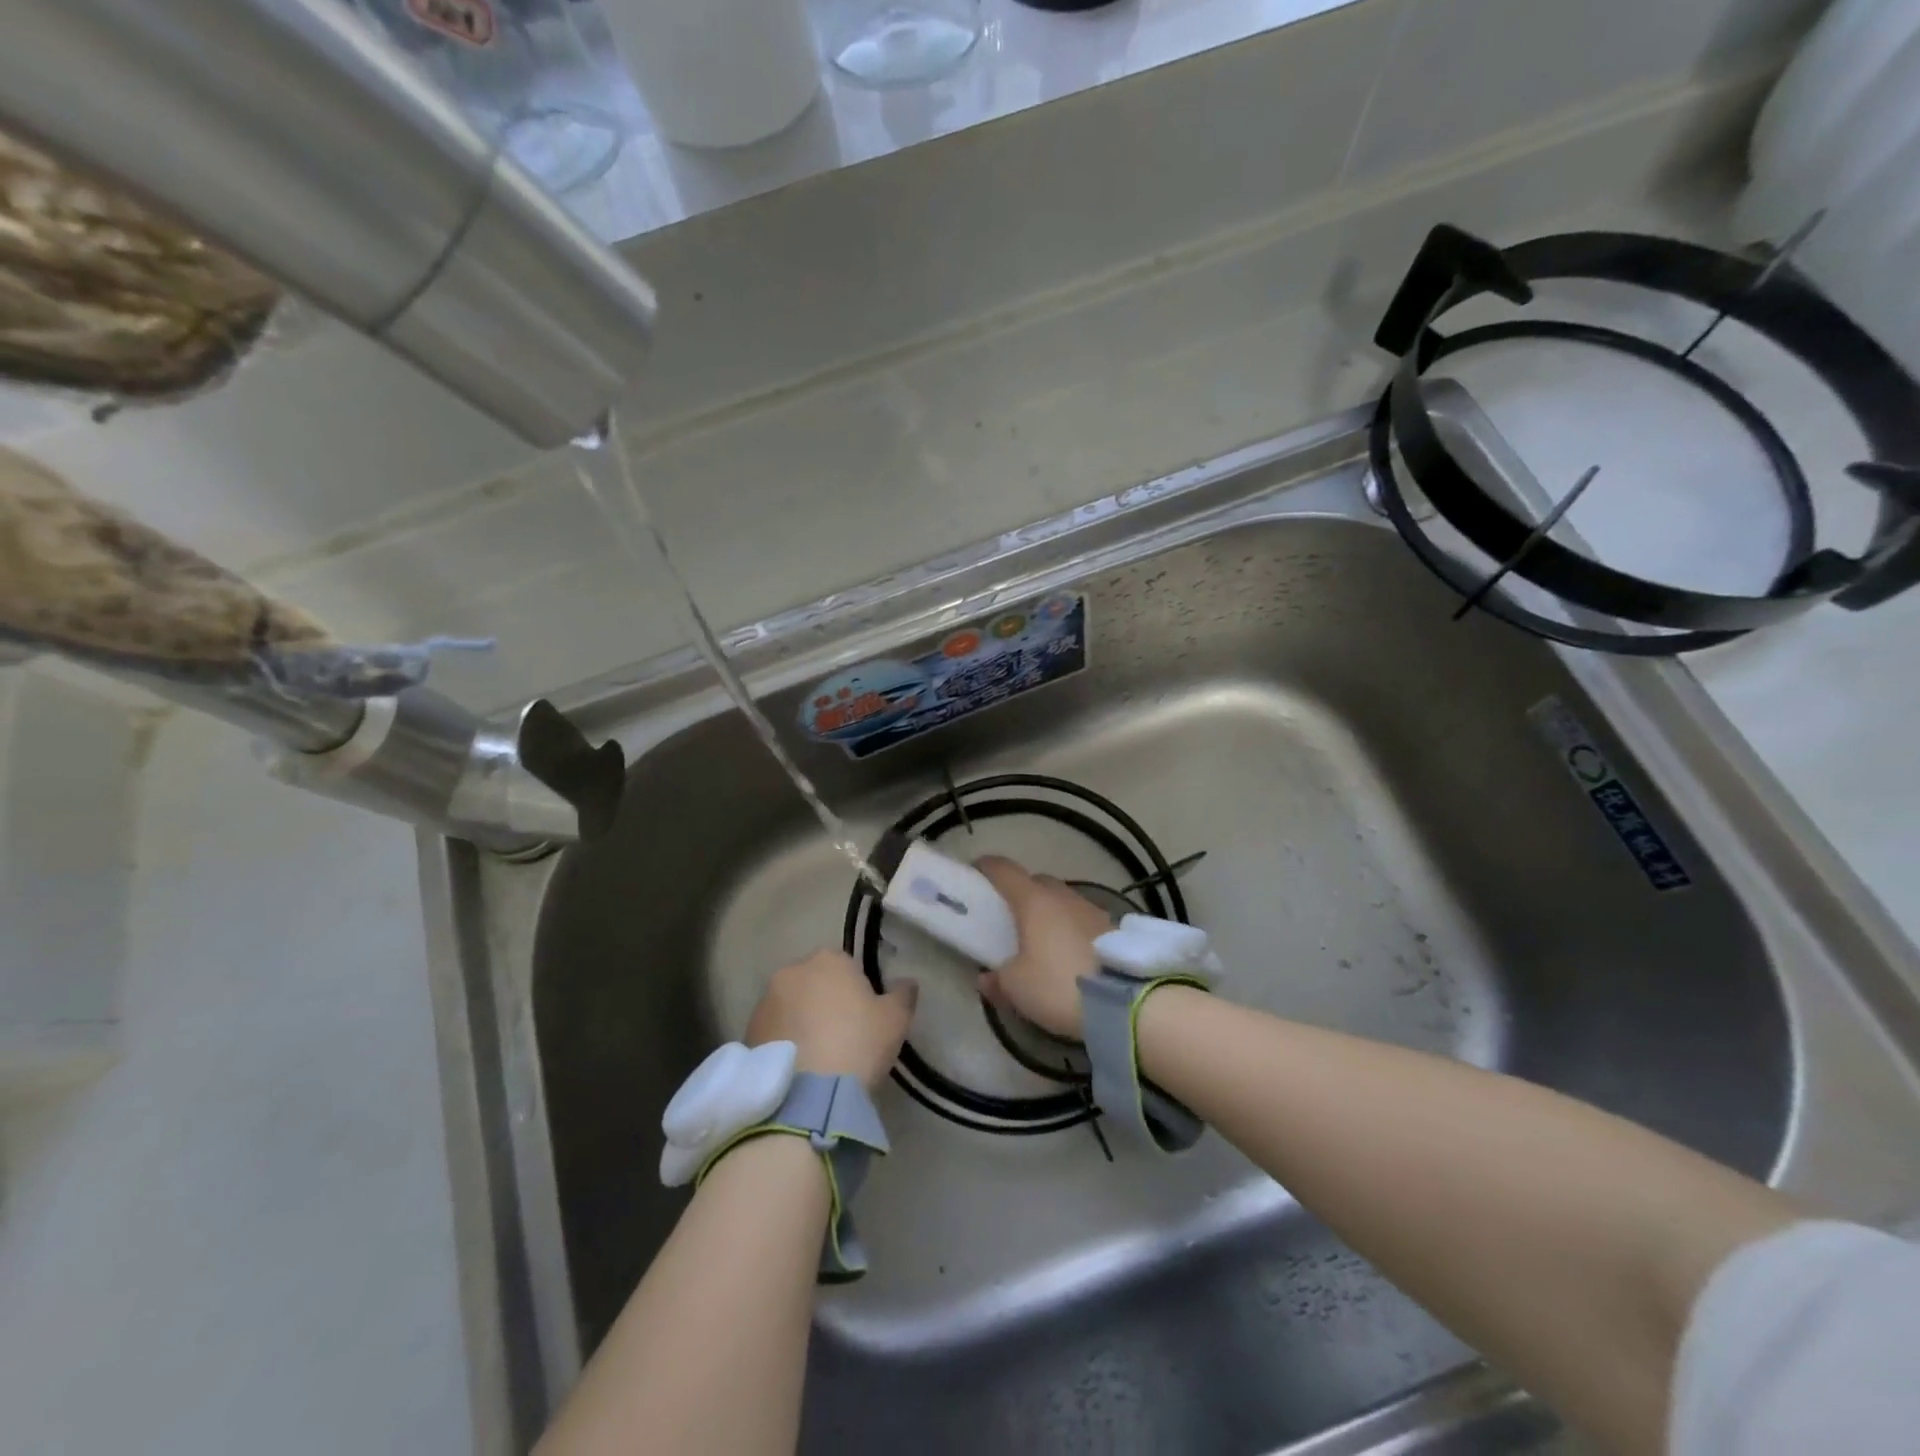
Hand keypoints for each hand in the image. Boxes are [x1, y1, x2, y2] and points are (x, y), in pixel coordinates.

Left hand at [746, 948, 916, 1091]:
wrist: (807, 1097)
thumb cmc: (857, 1044)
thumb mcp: (896, 1020)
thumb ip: (903, 994)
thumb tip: (906, 983)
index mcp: (828, 959)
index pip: (846, 965)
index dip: (857, 990)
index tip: (865, 1017)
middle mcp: (792, 971)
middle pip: (815, 982)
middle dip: (825, 1001)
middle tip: (842, 1035)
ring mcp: (765, 1002)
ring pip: (791, 1006)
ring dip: (802, 1021)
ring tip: (818, 1056)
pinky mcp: (747, 1033)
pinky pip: (774, 1031)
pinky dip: (785, 1042)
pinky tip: (800, 1068)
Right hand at [974, 856, 1112, 1038]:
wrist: (1126, 1001)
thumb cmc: (1059, 985)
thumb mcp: (1017, 988)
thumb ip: (997, 979)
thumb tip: (987, 977)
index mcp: (1033, 901)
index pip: (1004, 870)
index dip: (987, 868)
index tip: (976, 874)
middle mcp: (1063, 896)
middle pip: (1036, 882)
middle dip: (1021, 893)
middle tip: (1009, 916)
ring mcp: (1091, 909)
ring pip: (1062, 900)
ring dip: (1050, 912)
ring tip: (1041, 939)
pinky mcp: (1112, 928)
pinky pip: (1081, 919)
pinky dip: (1070, 928)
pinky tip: (1069, 953)